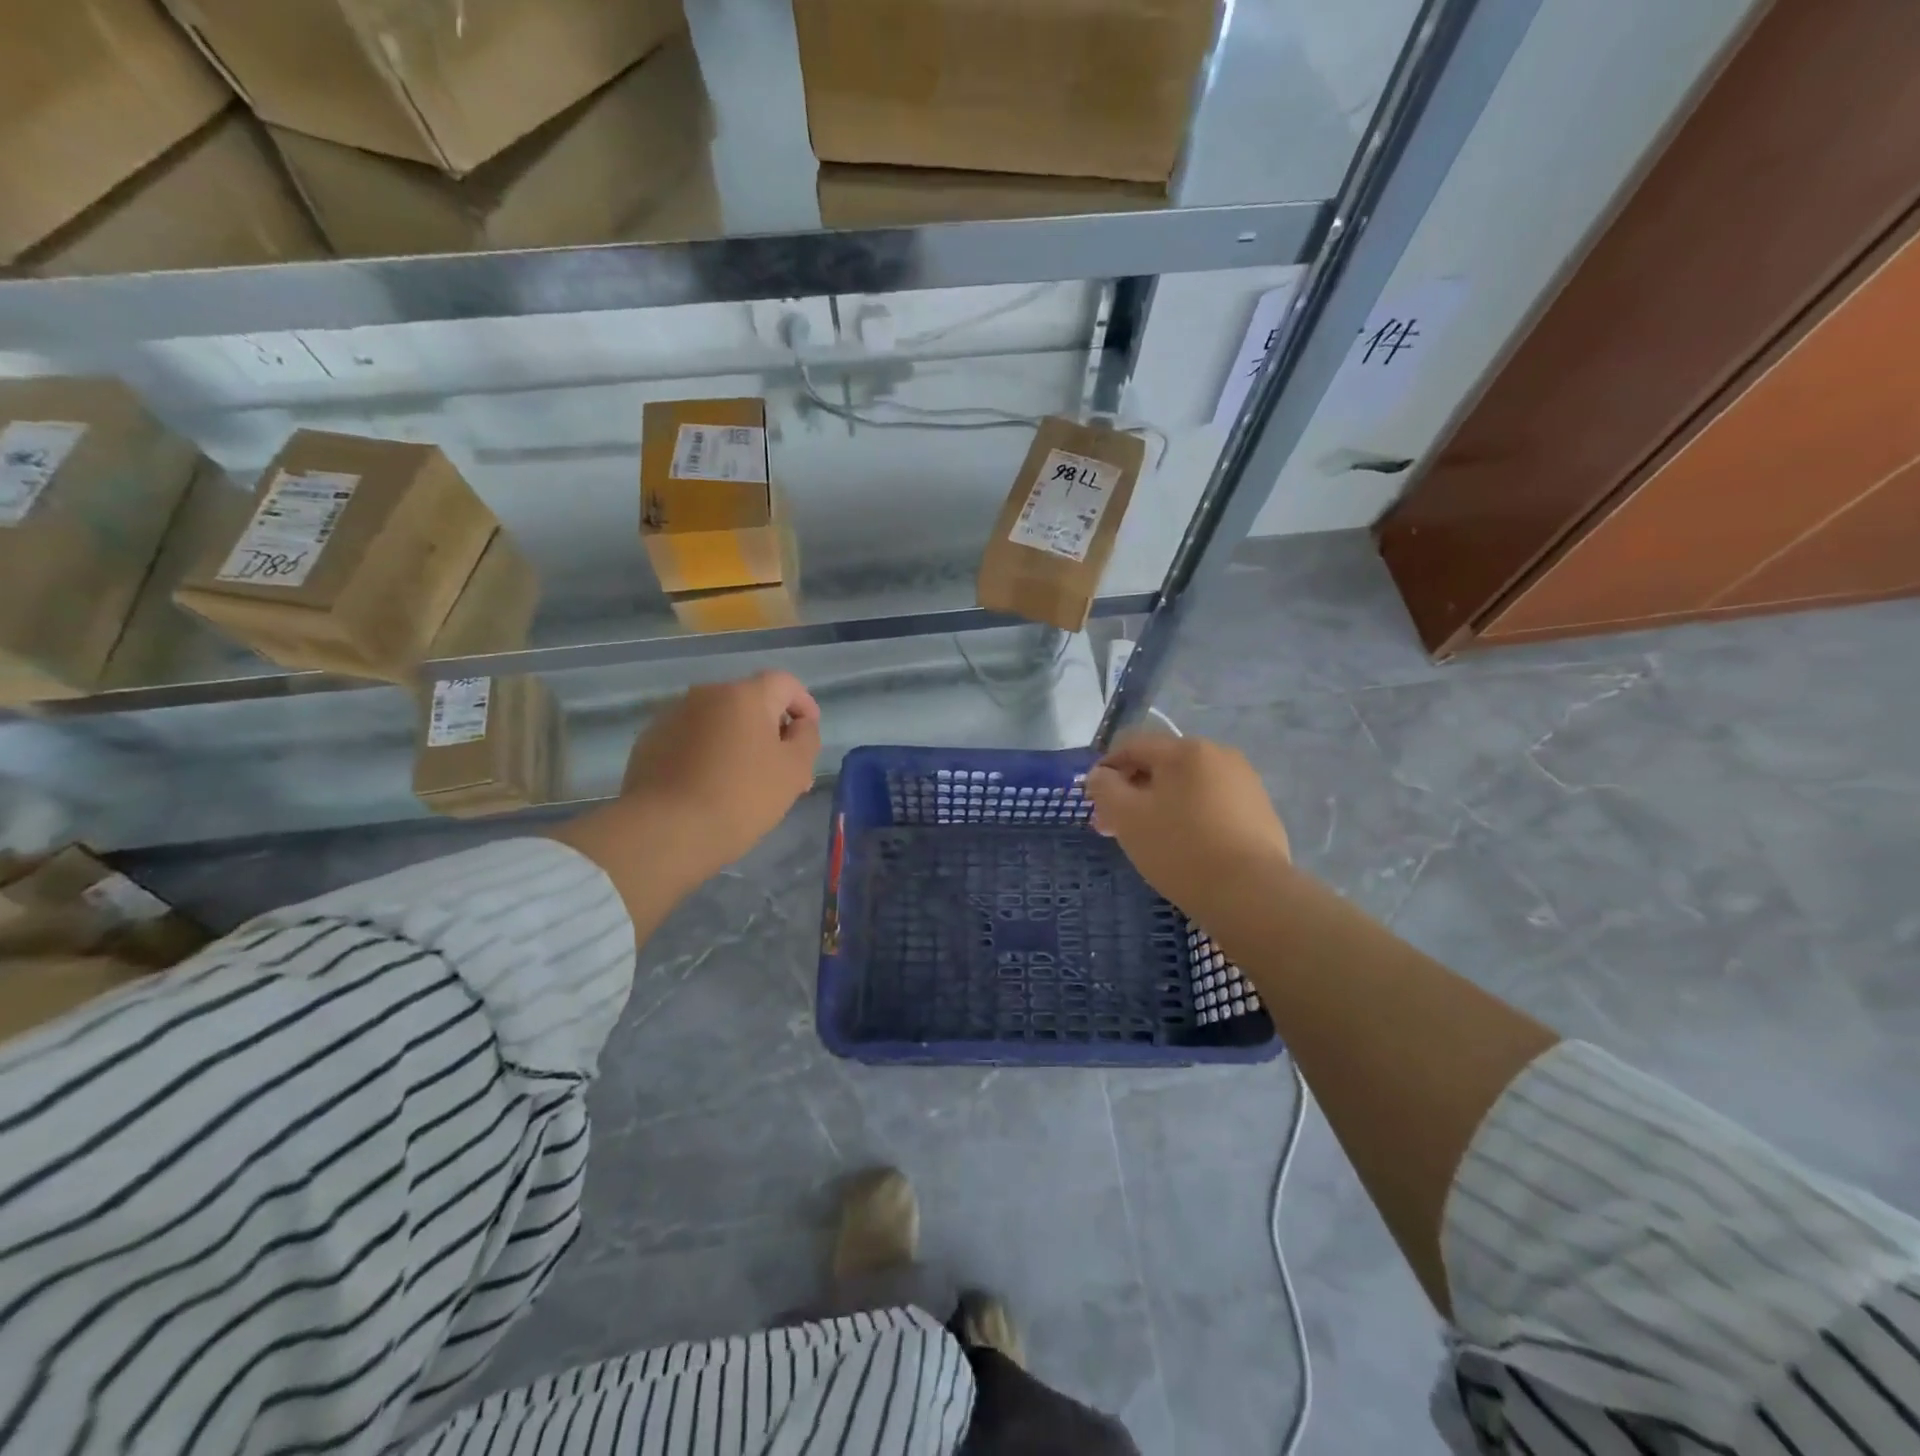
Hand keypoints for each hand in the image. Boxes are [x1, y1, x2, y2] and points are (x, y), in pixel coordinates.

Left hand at [621, 670, 820, 886]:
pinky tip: (709, 786)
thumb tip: (799, 725)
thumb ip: (806, 738)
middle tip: (781, 767)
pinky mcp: (649, 742)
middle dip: (770, 728)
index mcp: (745, 695)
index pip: (784, 683)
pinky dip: (706, 753)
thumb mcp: (794, 770)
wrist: (666, 831)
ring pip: (718, 721)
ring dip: (736, 741)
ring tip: (744, 781)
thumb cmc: (741, 797)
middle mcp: (706, 694)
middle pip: (750, 702)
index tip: (808, 735)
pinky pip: (690, 738)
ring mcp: (672, 716)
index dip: (803, 704)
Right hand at [1085, 731, 1290, 920]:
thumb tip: (1101, 775)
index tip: (1093, 801)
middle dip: (1133, 791)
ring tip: (1149, 839)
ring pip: (1188, 786)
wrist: (1250, 894)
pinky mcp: (1260, 811)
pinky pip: (1212, 805)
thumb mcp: (1127, 817)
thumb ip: (1105, 788)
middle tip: (1115, 826)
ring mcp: (1245, 783)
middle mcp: (1219, 755)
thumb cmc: (1180, 848)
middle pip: (1162, 765)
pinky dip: (1191, 817)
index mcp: (1186, 750)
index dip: (1106, 769)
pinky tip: (1185, 847)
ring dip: (1161, 804)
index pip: (1133, 746)